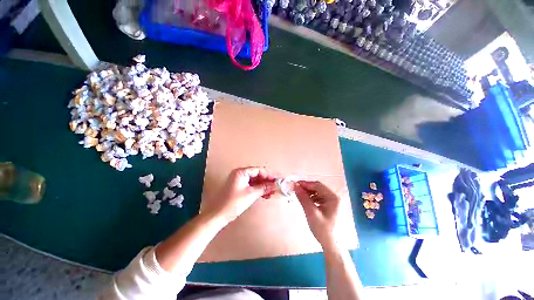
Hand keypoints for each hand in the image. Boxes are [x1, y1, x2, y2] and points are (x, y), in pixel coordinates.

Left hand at [205, 167, 275, 224]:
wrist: (218, 215)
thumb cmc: (234, 202)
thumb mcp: (251, 194)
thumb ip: (264, 187)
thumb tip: (275, 185)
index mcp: (242, 172)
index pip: (259, 170)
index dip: (269, 175)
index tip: (278, 180)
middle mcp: (241, 174)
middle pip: (258, 175)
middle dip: (267, 181)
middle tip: (276, 187)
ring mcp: (240, 181)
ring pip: (256, 181)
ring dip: (264, 186)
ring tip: (272, 192)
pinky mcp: (240, 187)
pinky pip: (252, 186)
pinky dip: (259, 189)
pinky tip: (265, 195)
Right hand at [295, 181, 340, 249]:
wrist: (331, 244)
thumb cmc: (323, 229)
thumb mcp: (311, 212)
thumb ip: (303, 198)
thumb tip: (295, 186)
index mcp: (333, 197)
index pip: (318, 185)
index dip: (306, 183)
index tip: (295, 184)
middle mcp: (334, 197)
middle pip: (318, 188)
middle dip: (306, 188)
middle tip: (295, 189)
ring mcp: (332, 201)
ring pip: (317, 192)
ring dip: (308, 192)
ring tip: (299, 195)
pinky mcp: (329, 206)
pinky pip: (318, 197)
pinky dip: (311, 197)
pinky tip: (305, 201)